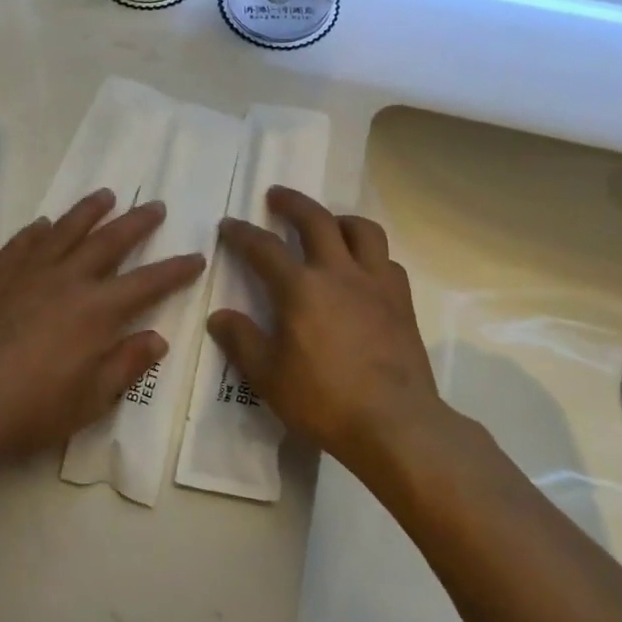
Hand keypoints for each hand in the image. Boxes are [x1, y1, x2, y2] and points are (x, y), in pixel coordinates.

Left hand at [0, 189, 205, 464]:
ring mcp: (29, 272)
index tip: (196, 256)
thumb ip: (126, 364)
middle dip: (137, 223)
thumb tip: (158, 338)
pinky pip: (24, 242)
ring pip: (66, 229)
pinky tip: (45, 224)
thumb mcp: (90, 400)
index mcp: (97, 311)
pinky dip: (38, 230)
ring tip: (106, 195)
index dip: (175, 270)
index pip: (148, 283)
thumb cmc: (30, 409)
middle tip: (156, 206)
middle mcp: (68, 279)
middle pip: (110, 241)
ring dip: (89, 211)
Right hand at [206, 187, 443, 476]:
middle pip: (316, 219)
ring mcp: (376, 283)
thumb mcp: (268, 377)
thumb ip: (241, 341)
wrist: (396, 424)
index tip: (228, 225)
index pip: (264, 247)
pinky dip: (371, 254)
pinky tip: (363, 269)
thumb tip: (219, 316)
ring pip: (362, 230)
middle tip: (277, 196)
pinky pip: (387, 261)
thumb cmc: (324, 400)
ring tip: (328, 224)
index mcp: (301, 288)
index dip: (242, 233)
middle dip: (292, 202)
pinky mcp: (402, 301)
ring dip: (340, 219)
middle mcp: (339, 273)